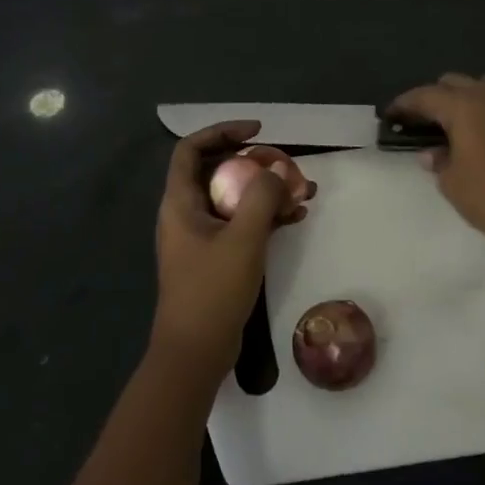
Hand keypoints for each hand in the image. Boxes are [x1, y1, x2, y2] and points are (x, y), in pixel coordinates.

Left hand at [151, 120, 311, 383]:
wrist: (195, 353)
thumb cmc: (212, 291)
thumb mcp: (243, 240)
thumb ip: (262, 198)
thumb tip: (276, 170)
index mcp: (180, 202)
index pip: (192, 149)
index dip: (222, 131)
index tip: (257, 131)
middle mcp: (186, 213)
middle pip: (217, 170)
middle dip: (254, 162)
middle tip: (286, 164)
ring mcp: (201, 236)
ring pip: (234, 197)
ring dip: (266, 190)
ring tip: (304, 190)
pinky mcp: (216, 257)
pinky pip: (241, 223)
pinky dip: (266, 216)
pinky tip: (297, 217)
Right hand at [390, 74, 484, 271]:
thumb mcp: (451, 183)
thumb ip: (437, 160)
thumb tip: (432, 151)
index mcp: (463, 107)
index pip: (424, 96)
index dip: (404, 104)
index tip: (390, 114)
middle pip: (454, 82)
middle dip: (435, 97)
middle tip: (422, 121)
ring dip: (469, 96)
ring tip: (459, 119)